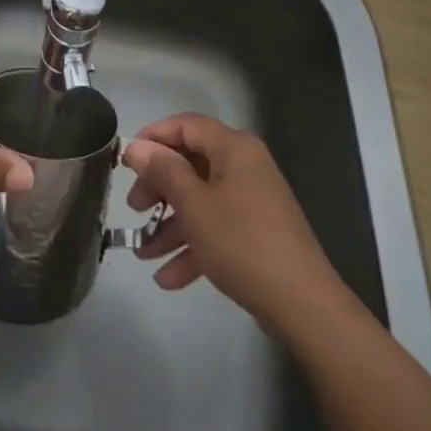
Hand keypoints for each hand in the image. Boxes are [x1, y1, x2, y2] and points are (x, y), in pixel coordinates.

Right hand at [123, 113, 343, 333]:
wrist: (303, 304)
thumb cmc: (241, 242)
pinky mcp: (257, 232)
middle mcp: (244, 166)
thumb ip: (163, 171)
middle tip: (135, 209)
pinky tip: (168, 278)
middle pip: (192, 163)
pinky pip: (218, 228)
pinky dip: (194, 246)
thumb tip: (137, 146)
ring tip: (143, 252)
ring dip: (171, 224)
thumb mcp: (193, 205)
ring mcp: (252, 200)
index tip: (127, 160)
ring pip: (202, 200)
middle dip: (159, 187)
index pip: (186, 125)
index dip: (154, 137)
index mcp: (233, 147)